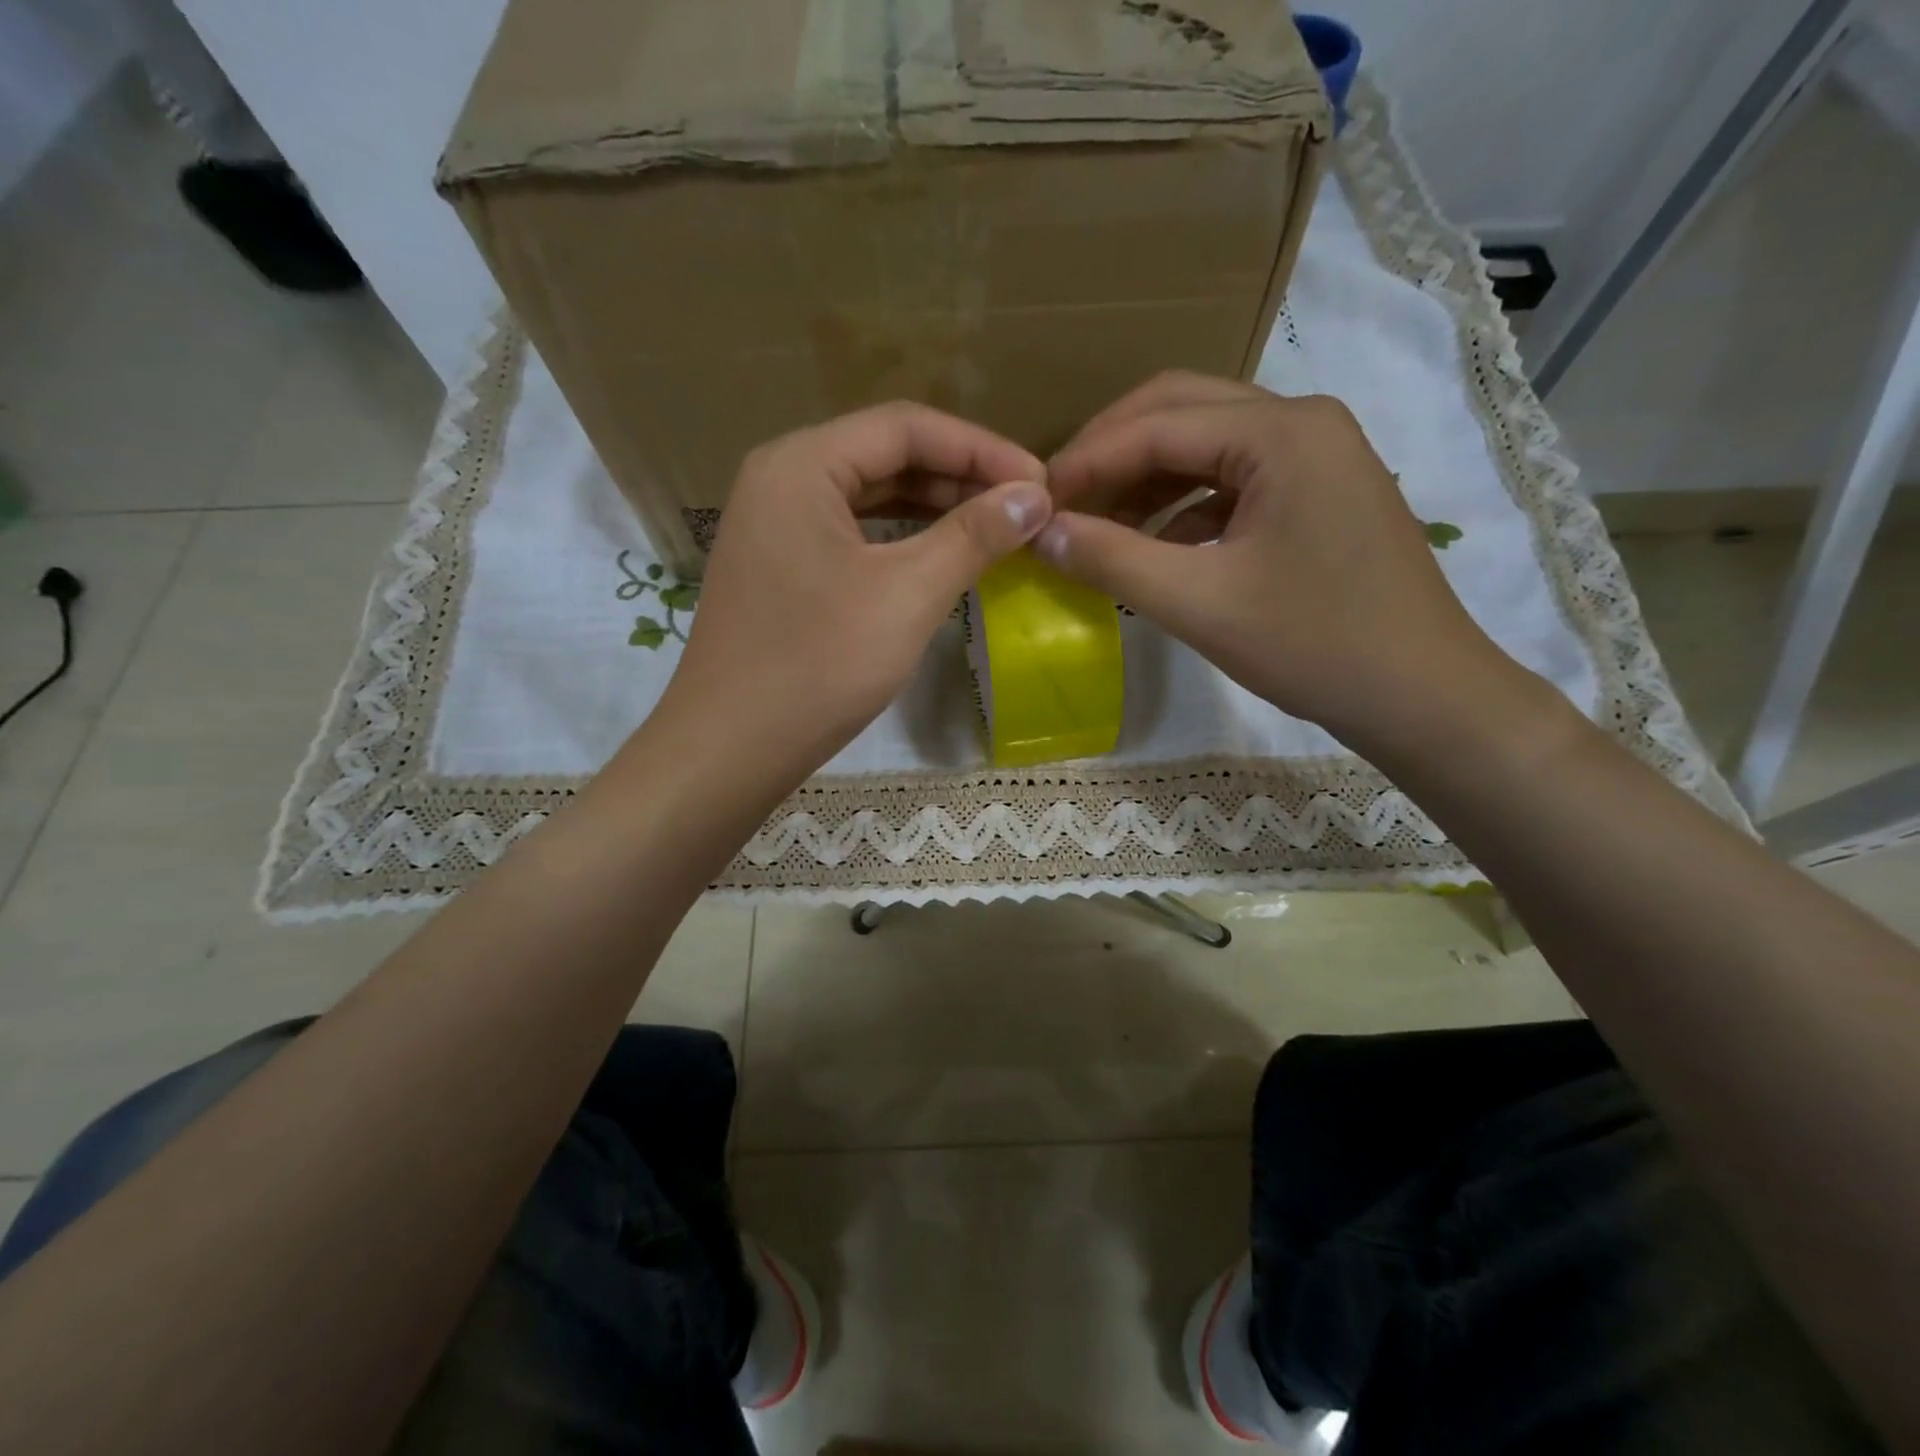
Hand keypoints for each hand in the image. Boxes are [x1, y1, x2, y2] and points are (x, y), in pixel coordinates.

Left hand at [658, 402, 1051, 784]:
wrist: (731, 748)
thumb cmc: (819, 665)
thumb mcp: (908, 594)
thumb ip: (974, 536)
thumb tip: (1035, 496)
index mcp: (802, 464)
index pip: (906, 427)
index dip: (981, 449)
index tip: (1040, 482)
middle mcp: (781, 478)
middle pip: (885, 455)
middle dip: (960, 477)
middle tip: (1023, 507)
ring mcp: (774, 523)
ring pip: (869, 495)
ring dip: (933, 507)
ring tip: (994, 527)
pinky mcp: (779, 565)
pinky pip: (851, 532)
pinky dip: (900, 538)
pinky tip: (940, 555)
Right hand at [1037, 372, 1519, 748]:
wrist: (1422, 695)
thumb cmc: (1315, 645)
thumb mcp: (1199, 604)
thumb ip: (1112, 561)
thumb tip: (1040, 532)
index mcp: (1281, 432)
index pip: (1157, 425)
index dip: (1085, 462)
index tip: (1033, 504)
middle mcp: (1302, 422)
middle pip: (1182, 411)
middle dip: (1112, 453)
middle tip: (1059, 500)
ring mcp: (1317, 456)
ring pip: (1207, 445)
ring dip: (1145, 478)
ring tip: (1095, 525)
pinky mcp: (1318, 493)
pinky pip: (1232, 480)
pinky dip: (1183, 505)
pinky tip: (1152, 544)